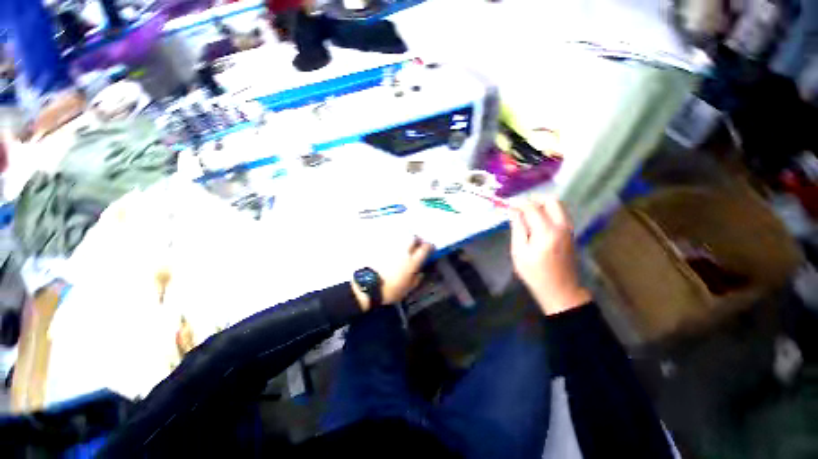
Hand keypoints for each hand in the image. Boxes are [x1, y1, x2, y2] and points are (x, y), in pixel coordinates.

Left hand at [352, 237, 433, 310]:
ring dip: (405, 239)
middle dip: (417, 239)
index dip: (430, 246)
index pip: (425, 248)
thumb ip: (416, 279)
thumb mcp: (407, 289)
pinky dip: (394, 242)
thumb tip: (420, 273)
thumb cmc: (390, 290)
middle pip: (413, 237)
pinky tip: (392, 247)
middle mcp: (403, 251)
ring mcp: (391, 247)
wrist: (368, 285)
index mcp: (412, 262)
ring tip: (405, 245)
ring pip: (401, 237)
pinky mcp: (381, 247)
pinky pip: (390, 240)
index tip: (431, 248)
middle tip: (417, 244)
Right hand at [510, 197, 590, 315]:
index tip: (508, 205)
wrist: (560, 290)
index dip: (518, 203)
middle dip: (534, 200)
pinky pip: (560, 214)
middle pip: (551, 201)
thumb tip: (514, 211)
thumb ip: (518, 228)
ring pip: (558, 206)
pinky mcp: (570, 233)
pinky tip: (537, 224)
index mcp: (546, 231)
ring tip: (527, 216)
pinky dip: (548, 212)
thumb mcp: (519, 252)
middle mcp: (561, 226)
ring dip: (542, 206)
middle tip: (520, 209)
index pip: (532, 207)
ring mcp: (569, 229)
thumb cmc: (535, 273)